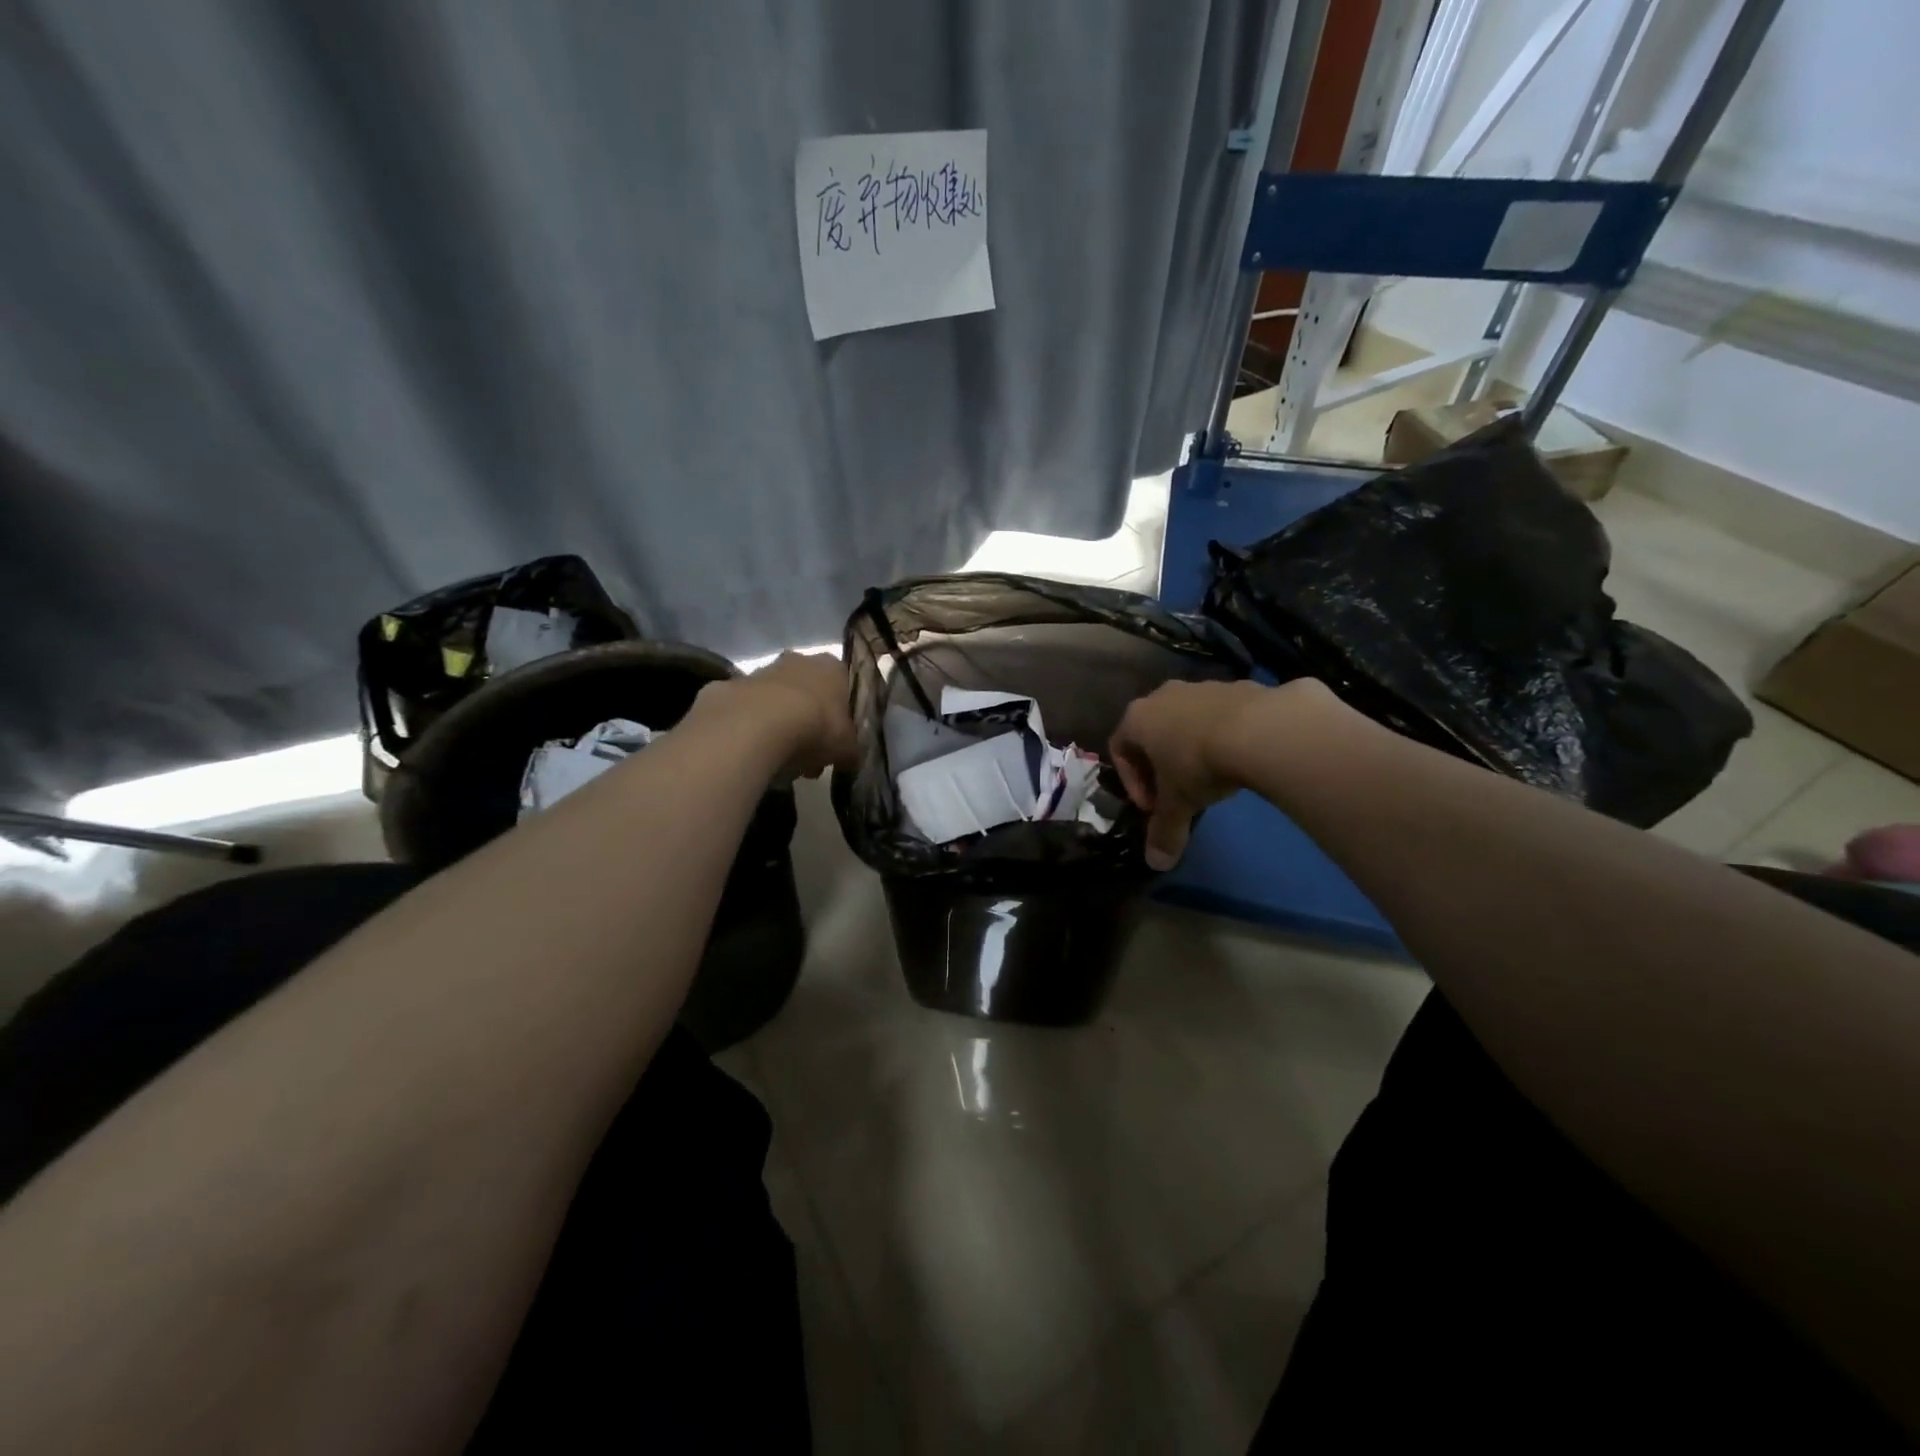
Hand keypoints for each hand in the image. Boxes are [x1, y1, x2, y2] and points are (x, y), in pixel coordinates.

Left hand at [694, 651, 856, 780]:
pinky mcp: (730, 686)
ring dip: (779, 725)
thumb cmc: (816, 728)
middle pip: (807, 691)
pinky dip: (749, 729)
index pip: (842, 686)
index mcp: (832, 668)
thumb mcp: (847, 748)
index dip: (839, 716)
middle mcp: (798, 660)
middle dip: (808, 721)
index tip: (834, 742)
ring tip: (778, 760)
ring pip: (776, 699)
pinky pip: (746, 711)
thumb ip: (850, 749)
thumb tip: (849, 758)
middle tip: (807, 756)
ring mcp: (761, 670)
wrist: (758, 725)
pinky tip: (751, 752)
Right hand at [1110, 679, 1334, 868]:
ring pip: (1188, 720)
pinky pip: (1223, 714)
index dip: (1132, 782)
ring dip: (1193, 748)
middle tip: (1179, 792)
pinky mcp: (1239, 686)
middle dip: (1161, 764)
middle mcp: (1164, 696)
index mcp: (1137, 717)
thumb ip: (1164, 832)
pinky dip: (1225, 736)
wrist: (1260, 729)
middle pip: (1153, 731)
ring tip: (1214, 777)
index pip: (1119, 748)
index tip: (1153, 806)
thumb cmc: (1198, 763)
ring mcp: (1203, 686)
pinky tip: (1242, 759)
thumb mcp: (1178, 804)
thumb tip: (1157, 864)